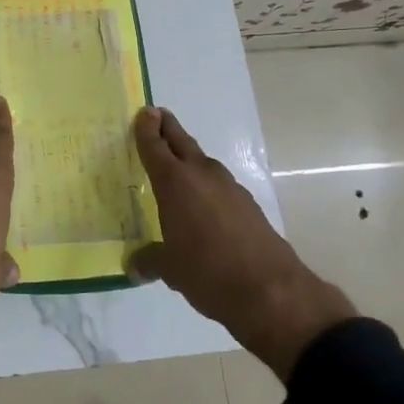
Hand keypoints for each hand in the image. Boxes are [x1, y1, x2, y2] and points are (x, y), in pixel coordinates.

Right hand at [130, 107, 355, 380]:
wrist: (270, 291)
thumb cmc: (207, 272)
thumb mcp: (170, 269)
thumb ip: (150, 260)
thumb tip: (134, 265)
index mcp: (174, 182)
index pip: (155, 146)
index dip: (146, 129)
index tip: (144, 112)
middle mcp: (201, 175)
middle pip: (181, 141)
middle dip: (168, 127)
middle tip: (157, 115)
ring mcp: (229, 187)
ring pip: (202, 161)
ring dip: (188, 156)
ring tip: (176, 163)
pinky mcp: (248, 204)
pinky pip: (219, 183)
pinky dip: (206, 183)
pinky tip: (203, 201)